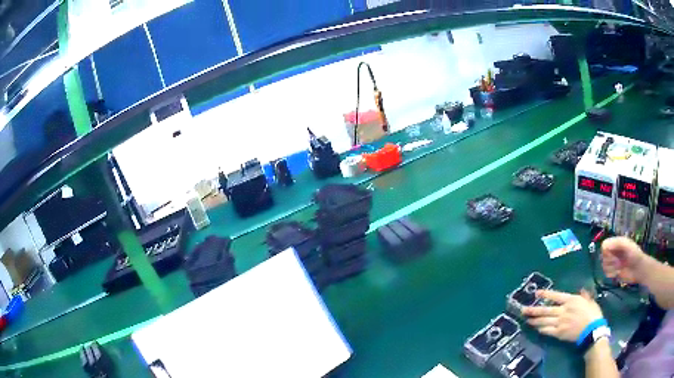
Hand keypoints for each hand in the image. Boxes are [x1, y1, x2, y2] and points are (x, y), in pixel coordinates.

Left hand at [522, 289, 602, 341]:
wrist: (592, 330)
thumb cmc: (593, 314)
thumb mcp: (590, 300)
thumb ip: (584, 295)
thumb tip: (581, 290)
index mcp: (571, 300)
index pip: (556, 295)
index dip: (546, 294)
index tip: (536, 293)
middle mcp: (563, 310)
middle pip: (546, 310)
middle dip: (534, 310)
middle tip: (523, 310)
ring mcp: (560, 322)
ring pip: (544, 321)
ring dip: (535, 320)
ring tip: (526, 319)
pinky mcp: (559, 333)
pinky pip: (547, 331)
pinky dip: (541, 330)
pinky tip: (536, 329)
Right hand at [601, 236, 646, 283]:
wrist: (639, 269)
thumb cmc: (634, 254)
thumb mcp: (627, 245)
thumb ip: (617, 243)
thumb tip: (604, 247)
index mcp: (616, 243)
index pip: (604, 245)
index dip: (606, 251)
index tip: (613, 255)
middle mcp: (613, 252)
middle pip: (603, 256)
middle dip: (610, 261)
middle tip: (619, 262)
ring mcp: (612, 263)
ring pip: (604, 266)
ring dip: (611, 268)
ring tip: (619, 268)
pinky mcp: (613, 273)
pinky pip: (606, 274)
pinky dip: (611, 274)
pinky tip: (618, 273)